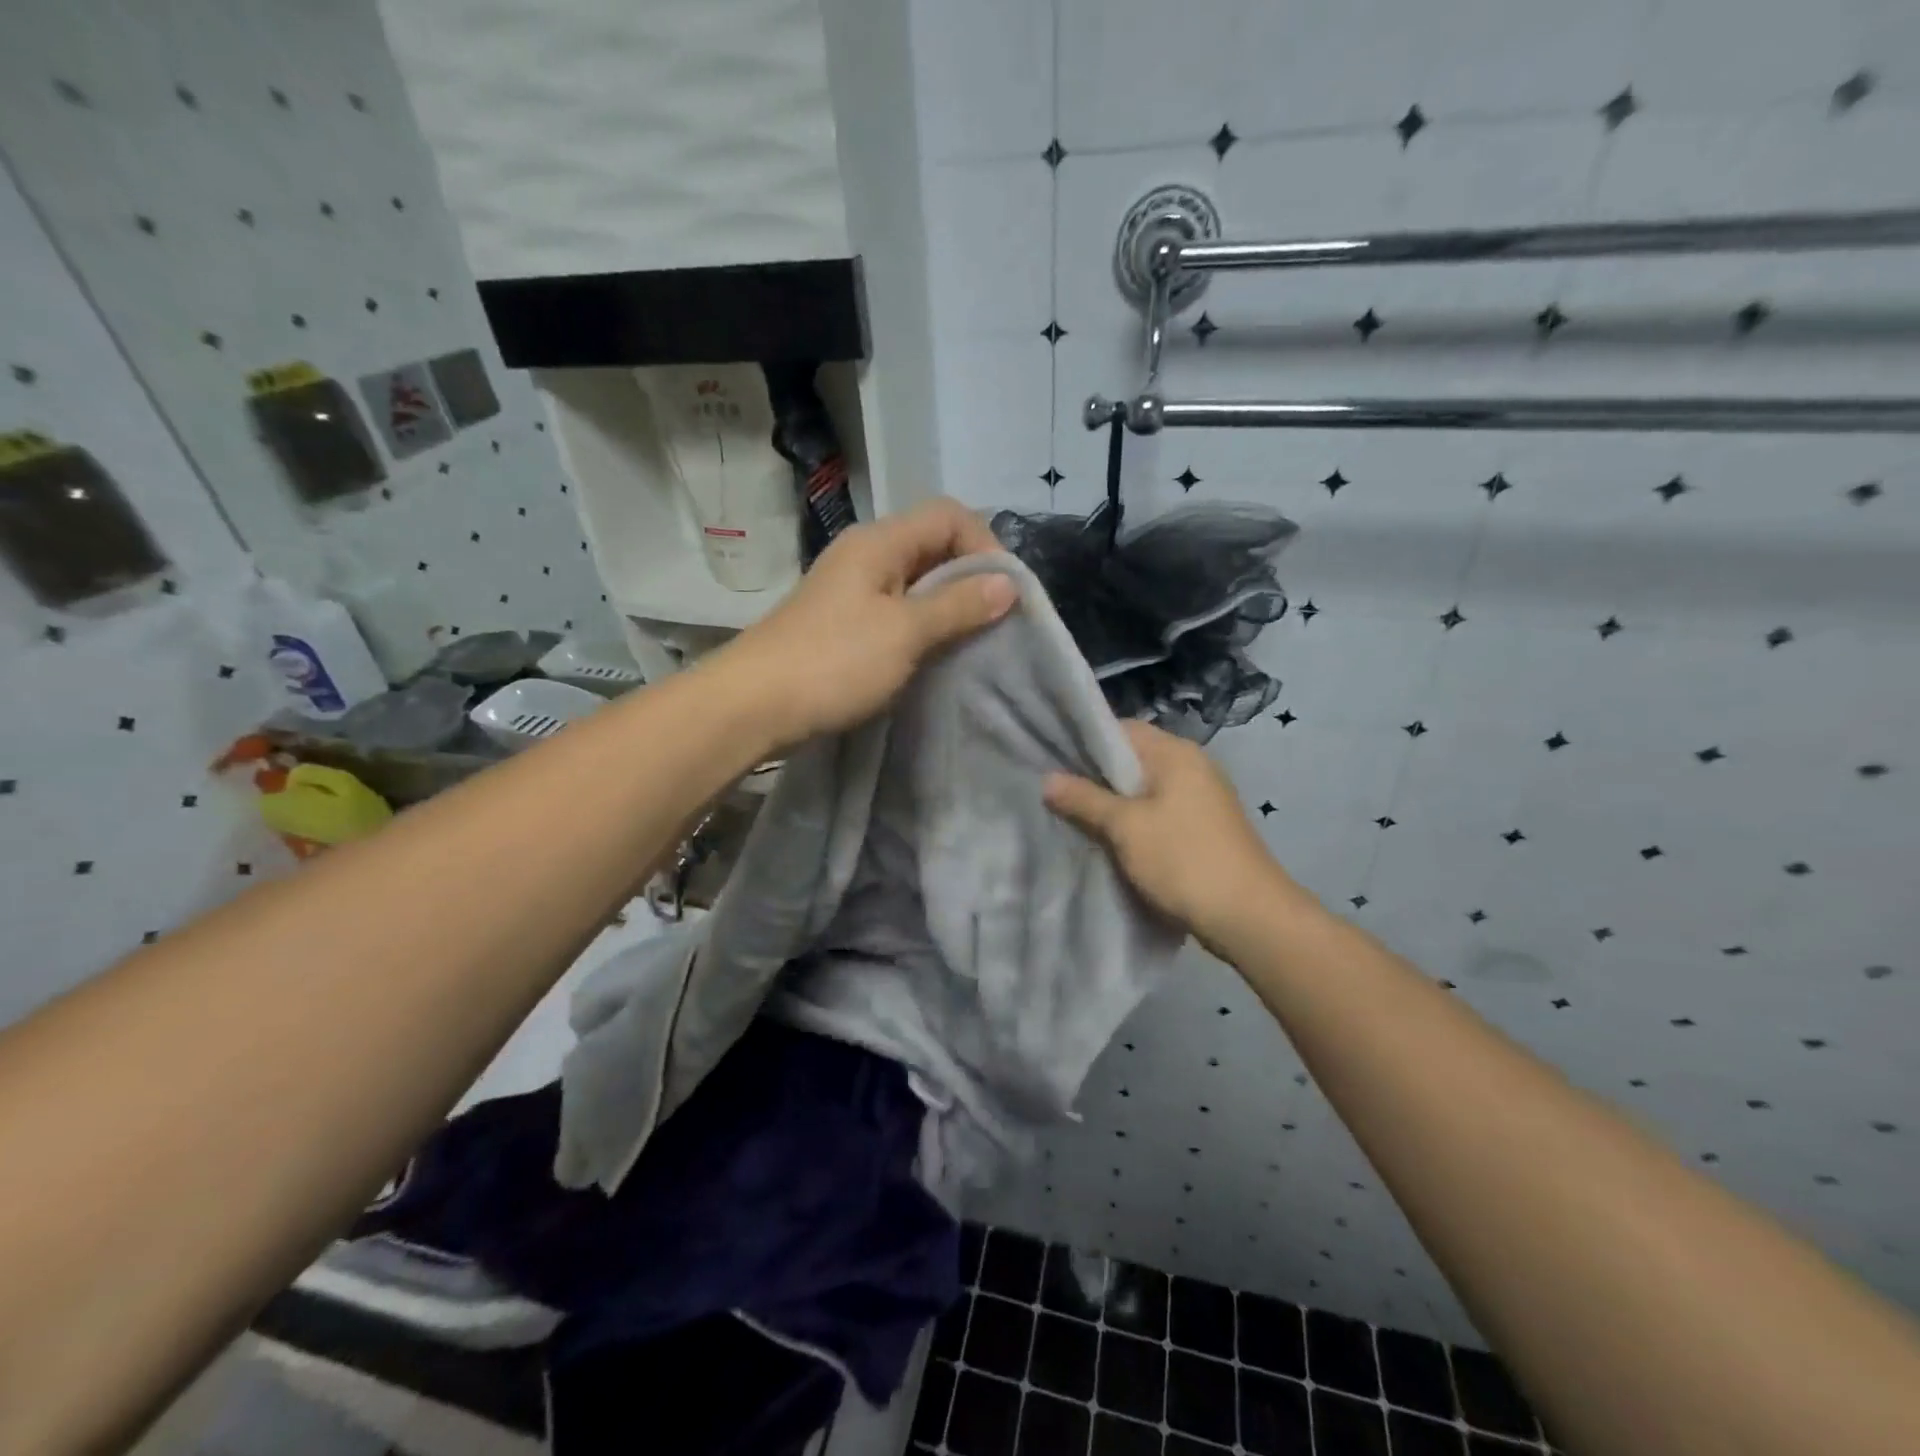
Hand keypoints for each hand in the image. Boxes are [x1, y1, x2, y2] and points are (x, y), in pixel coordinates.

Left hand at [721, 499, 1017, 747]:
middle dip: (970, 577)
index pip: (948, 516)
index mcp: (880, 542)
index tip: (1004, 594)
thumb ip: (958, 605)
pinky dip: (922, 626)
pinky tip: (934, 655)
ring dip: (947, 606)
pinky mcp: (844, 624)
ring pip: (915, 582)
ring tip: (972, 640)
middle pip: (932, 546)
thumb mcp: (905, 632)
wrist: (754, 706)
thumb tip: (1008, 584)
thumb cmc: (833, 662)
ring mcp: (852, 590)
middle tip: (994, 620)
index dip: (984, 545)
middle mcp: (866, 556)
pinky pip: (896, 611)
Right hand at [1044, 721, 1303, 949]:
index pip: (1121, 729)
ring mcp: (1202, 797)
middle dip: (1094, 776)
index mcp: (1176, 753)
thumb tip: (1047, 779)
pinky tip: (1110, 840)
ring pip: (1144, 789)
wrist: (1249, 916)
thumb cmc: (1184, 860)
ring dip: (1113, 803)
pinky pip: (1158, 812)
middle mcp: (1193, 765)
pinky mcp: (1205, 827)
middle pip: (1132, 759)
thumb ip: (1084, 800)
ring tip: (1075, 817)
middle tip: (1055, 793)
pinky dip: (1134, 821)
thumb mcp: (1125, 828)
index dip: (1085, 742)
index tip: (1051, 761)